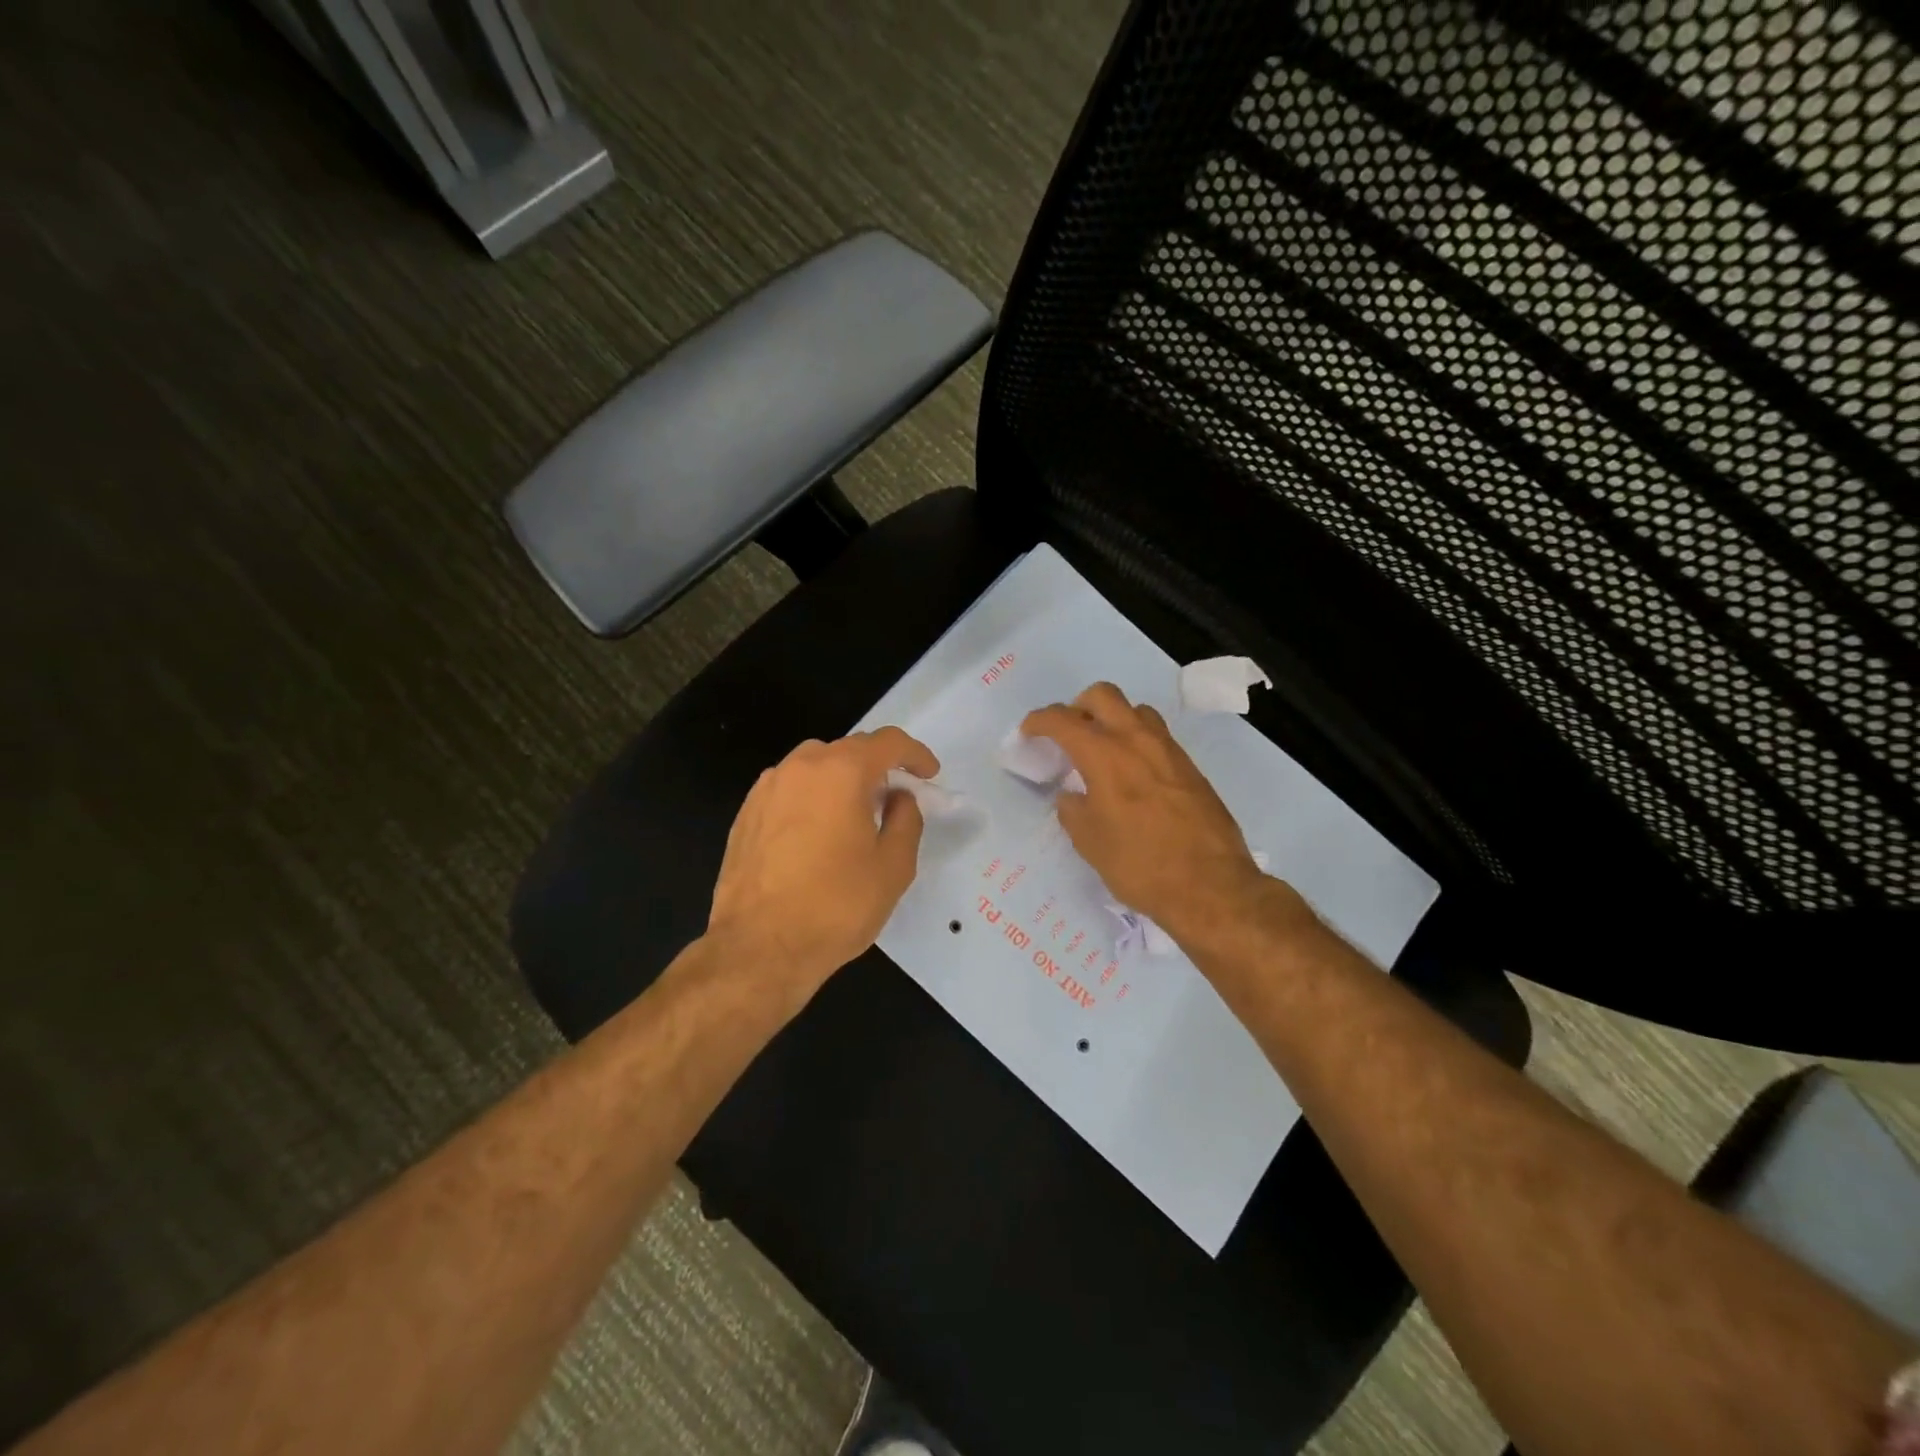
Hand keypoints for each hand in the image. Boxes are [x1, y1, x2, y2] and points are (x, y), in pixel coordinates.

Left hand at [706, 727, 939, 1002]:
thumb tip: (897, 798)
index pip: (887, 742)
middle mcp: (800, 767)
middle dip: (877, 767)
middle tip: (894, 800)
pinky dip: (811, 799)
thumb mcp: (894, 866)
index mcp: (841, 771)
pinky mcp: (745, 814)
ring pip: (814, 767)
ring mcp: (767, 788)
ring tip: (854, 816)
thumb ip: (906, 819)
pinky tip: (817, 835)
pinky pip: (789, 790)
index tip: (928, 775)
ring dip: (841, 780)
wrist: (759, 948)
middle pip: (848, 750)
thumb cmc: (836, 906)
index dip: (915, 754)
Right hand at [1022, 683, 1270, 943]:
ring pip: (1135, 710)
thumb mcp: (1090, 842)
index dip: (1039, 721)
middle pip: (1102, 695)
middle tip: (1067, 735)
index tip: (1028, 732)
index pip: (1063, 720)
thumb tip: (1072, 796)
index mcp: (1105, 754)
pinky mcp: (1190, 767)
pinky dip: (1136, 741)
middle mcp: (1137, 740)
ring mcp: (1168, 750)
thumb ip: (1073, 810)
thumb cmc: (1140, 865)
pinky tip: (1131, 774)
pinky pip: (1156, 736)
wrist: (1211, 886)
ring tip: (1102, 751)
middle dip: (1078, 707)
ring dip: (1112, 719)